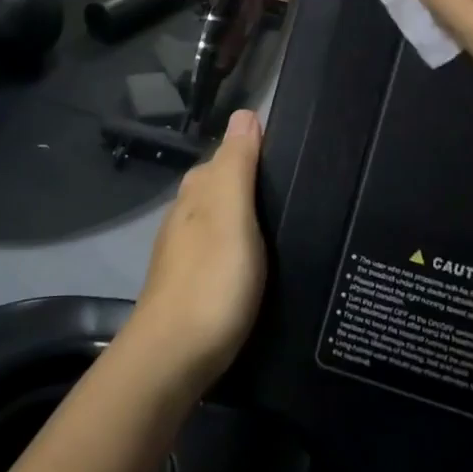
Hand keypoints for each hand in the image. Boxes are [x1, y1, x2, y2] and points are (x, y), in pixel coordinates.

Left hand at [124, 110, 266, 396]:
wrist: (173, 358)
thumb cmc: (211, 280)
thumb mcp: (230, 215)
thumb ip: (237, 165)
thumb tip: (245, 113)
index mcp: (196, 194)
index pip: (226, 155)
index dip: (255, 151)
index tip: (294, 157)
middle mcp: (185, 217)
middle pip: (220, 187)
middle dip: (251, 183)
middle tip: (299, 194)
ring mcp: (184, 253)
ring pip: (218, 220)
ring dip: (245, 217)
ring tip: (286, 227)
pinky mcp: (190, 285)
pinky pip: (219, 250)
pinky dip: (238, 247)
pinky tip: (258, 263)